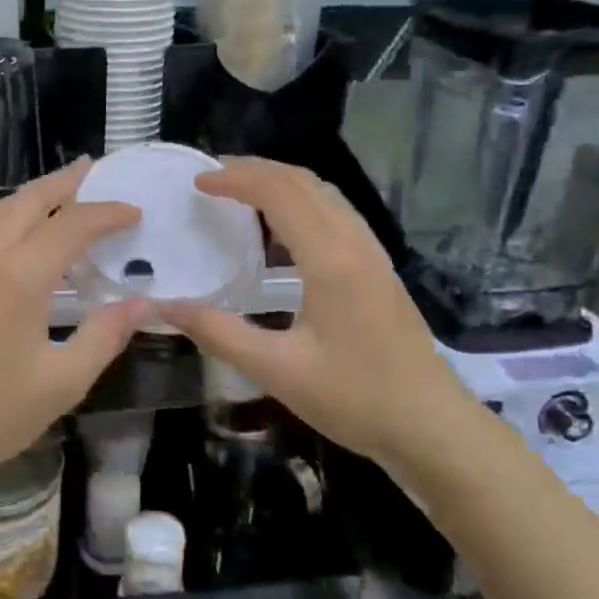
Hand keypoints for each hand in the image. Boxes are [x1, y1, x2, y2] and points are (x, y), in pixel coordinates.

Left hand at [0, 160, 147, 489]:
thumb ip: (104, 336)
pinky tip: (8, 229)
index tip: (134, 211)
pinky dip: (1, 215)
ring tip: (57, 193)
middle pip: (28, 202)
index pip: (71, 226)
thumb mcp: (60, 384)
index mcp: (19, 276)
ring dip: (30, 196)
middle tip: (93, 169)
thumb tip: (141, 303)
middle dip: (64, 183)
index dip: (106, 214)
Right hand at [158, 158, 467, 461]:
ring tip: (240, 191)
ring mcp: (372, 254)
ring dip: (280, 182)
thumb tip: (164, 307)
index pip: (279, 193)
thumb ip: (219, 333)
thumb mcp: (278, 371)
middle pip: (304, 182)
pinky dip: (300, 203)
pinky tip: (280, 230)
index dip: (235, 179)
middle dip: (256, 169)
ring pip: (324, 194)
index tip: (197, 184)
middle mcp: (354, 244)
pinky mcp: (378, 269)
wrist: (433, 428)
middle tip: (212, 177)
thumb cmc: (357, 399)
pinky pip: (336, 214)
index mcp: (331, 259)